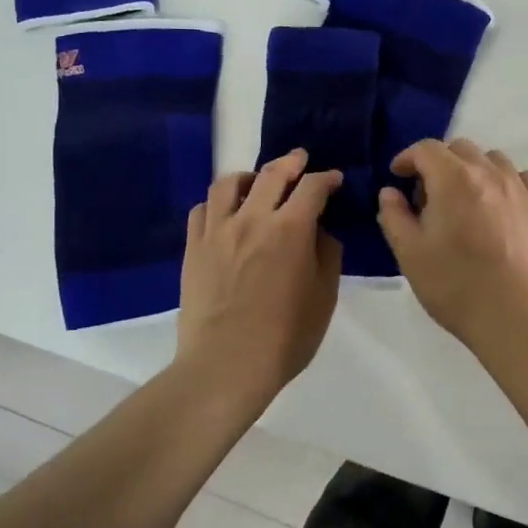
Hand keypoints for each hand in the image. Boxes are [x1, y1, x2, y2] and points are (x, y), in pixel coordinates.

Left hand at [178, 149, 342, 398]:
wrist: (226, 365)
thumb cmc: (285, 337)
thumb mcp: (323, 297)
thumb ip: (326, 255)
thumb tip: (320, 231)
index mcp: (291, 229)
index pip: (312, 187)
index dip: (326, 178)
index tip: (333, 180)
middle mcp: (253, 219)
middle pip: (272, 173)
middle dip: (291, 162)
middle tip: (300, 161)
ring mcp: (217, 231)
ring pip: (229, 183)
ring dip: (249, 176)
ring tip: (257, 183)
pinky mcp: (193, 247)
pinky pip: (202, 209)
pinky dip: (218, 203)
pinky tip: (226, 214)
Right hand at [376, 138, 527, 346]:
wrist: (516, 313)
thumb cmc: (455, 284)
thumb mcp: (410, 254)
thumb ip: (394, 217)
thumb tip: (390, 193)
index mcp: (452, 178)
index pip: (426, 149)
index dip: (407, 158)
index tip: (397, 177)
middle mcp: (488, 173)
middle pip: (460, 148)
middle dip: (438, 162)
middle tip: (427, 195)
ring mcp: (518, 188)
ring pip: (493, 158)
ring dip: (472, 168)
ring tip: (463, 199)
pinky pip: (522, 177)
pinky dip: (505, 180)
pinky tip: (498, 203)